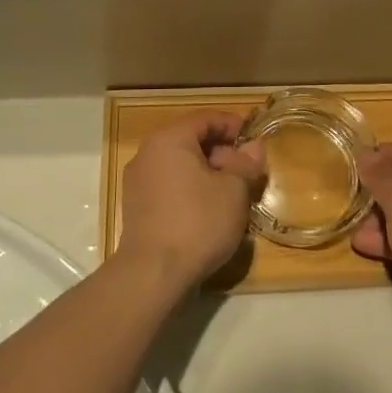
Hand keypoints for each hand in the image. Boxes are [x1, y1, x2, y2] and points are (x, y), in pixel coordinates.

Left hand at [118, 111, 264, 290]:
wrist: (153, 274)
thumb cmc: (198, 222)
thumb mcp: (233, 190)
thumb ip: (246, 163)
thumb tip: (254, 147)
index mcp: (169, 139)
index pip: (206, 118)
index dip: (234, 125)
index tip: (255, 140)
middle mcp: (148, 153)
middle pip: (191, 140)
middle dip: (222, 152)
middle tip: (247, 171)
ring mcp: (138, 181)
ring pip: (180, 165)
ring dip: (207, 172)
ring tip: (232, 193)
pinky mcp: (136, 207)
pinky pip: (169, 185)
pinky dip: (190, 189)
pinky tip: (209, 211)